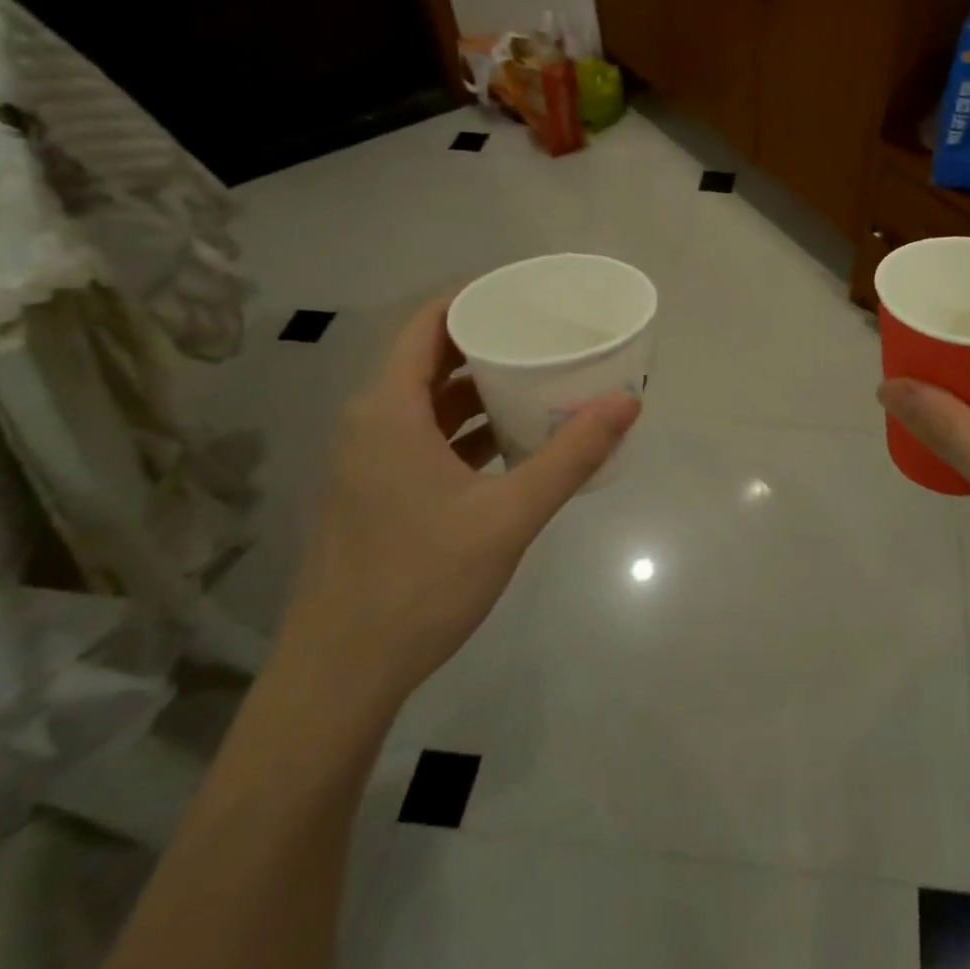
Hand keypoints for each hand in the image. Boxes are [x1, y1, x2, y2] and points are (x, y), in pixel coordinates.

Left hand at [278, 293, 641, 701]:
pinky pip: (424, 436)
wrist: (341, 675)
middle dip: (488, 340)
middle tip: (546, 333)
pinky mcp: (375, 491)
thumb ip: (571, 455)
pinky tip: (512, 440)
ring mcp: (369, 460)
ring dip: (479, 387)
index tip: (526, 293)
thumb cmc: (421, 583)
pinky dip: (465, 427)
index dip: (474, 298)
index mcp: (389, 411)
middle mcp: (371, 423)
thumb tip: (628, 401)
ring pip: (428, 401)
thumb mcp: (509, 516)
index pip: (428, 324)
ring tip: (539, 378)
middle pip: (430, 358)